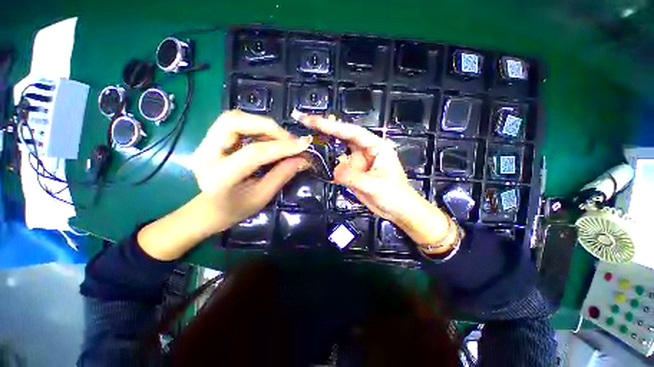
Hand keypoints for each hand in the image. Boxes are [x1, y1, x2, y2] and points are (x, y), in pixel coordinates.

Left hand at [190, 110, 312, 230]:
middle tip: (289, 139)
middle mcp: (205, 154)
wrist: (209, 210)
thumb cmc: (236, 209)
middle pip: (235, 122)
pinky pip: (235, 123)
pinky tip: (269, 139)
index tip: (305, 143)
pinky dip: (256, 127)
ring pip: (234, 118)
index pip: (254, 153)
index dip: (282, 147)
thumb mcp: (262, 196)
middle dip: (267, 126)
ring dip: (262, 125)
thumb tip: (303, 159)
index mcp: (219, 176)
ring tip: (282, 139)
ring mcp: (204, 143)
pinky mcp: (210, 139)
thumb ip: (282, 175)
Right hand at [299, 115, 455, 249]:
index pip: (351, 132)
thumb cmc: (393, 195)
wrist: (398, 210)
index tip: (311, 120)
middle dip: (324, 130)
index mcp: (375, 146)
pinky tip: (315, 161)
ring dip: (324, 147)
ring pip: (338, 150)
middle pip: (342, 136)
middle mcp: (365, 150)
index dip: (331, 125)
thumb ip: (351, 176)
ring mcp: (358, 161)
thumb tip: (332, 170)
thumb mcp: (373, 185)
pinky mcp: (353, 172)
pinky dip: (327, 163)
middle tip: (303, 122)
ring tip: (306, 142)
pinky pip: (338, 165)